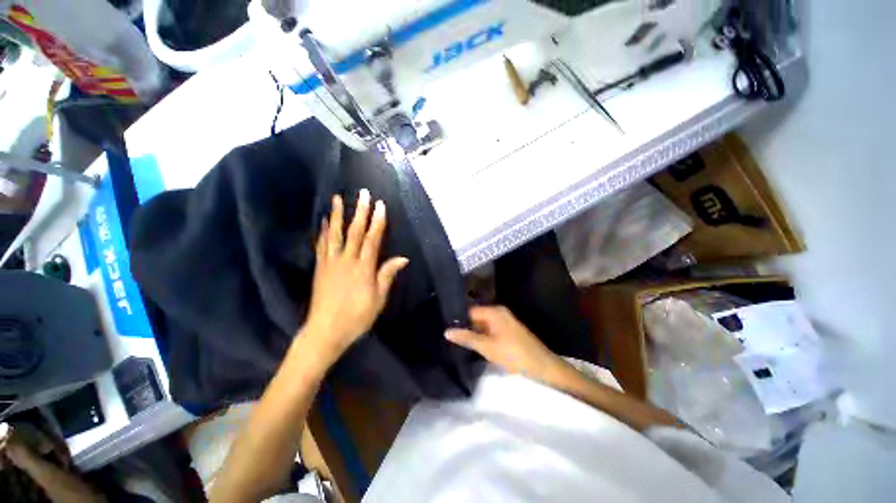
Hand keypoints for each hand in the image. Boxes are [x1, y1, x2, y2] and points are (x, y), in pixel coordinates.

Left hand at [304, 190, 408, 358]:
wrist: (325, 331)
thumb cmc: (357, 317)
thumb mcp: (378, 300)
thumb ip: (387, 276)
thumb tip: (403, 258)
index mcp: (363, 269)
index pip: (372, 240)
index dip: (377, 222)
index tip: (381, 206)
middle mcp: (346, 261)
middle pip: (354, 232)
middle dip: (360, 212)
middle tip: (363, 194)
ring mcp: (330, 263)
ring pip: (335, 235)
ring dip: (338, 215)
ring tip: (338, 198)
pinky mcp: (320, 268)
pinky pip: (321, 245)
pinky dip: (324, 231)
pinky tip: (325, 221)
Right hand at [445, 306, 563, 380]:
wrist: (543, 367)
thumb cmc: (514, 354)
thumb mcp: (488, 347)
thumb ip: (467, 338)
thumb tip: (447, 331)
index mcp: (494, 311)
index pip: (470, 311)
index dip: (458, 319)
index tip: (444, 327)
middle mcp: (499, 313)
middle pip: (476, 317)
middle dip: (464, 327)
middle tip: (448, 337)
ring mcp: (504, 322)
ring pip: (482, 325)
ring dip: (472, 333)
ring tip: (456, 342)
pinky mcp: (507, 331)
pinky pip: (489, 331)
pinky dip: (481, 337)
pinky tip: (472, 345)